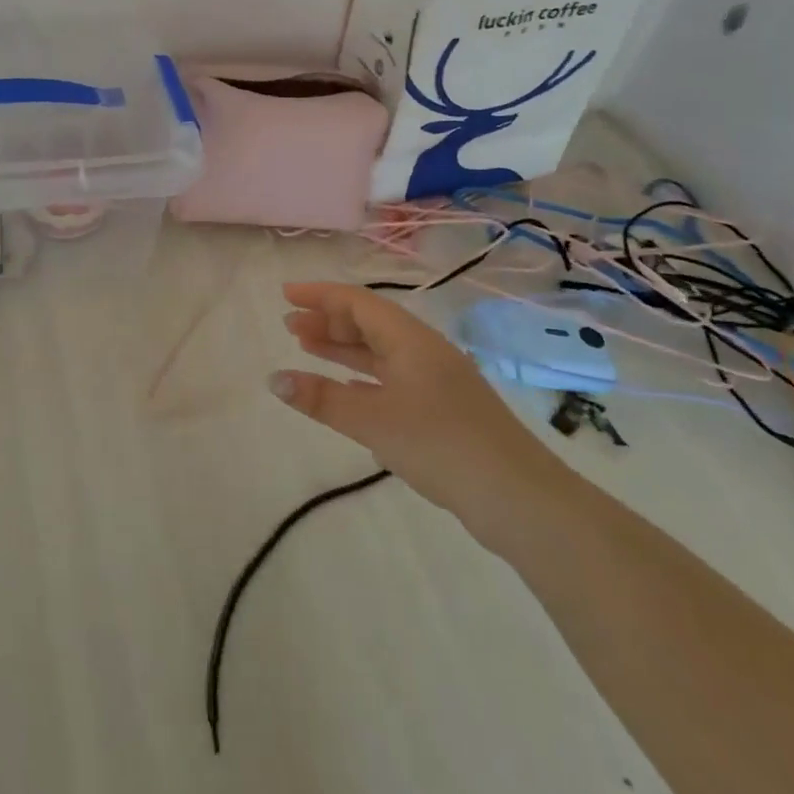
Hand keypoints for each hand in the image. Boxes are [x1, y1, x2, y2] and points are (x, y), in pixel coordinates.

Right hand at [271, 282, 575, 551]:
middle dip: (328, 320)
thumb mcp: (373, 420)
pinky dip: (361, 374)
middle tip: (290, 326)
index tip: (285, 294)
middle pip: (369, 322)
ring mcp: (436, 380)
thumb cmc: (440, 445)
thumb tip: (274, 379)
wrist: (519, 498)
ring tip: (306, 347)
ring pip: (380, 351)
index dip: (319, 295)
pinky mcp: (442, 409)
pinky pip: (391, 376)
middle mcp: (423, 351)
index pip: (357, 302)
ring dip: (343, 346)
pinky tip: (345, 387)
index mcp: (410, 340)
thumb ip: (322, 398)